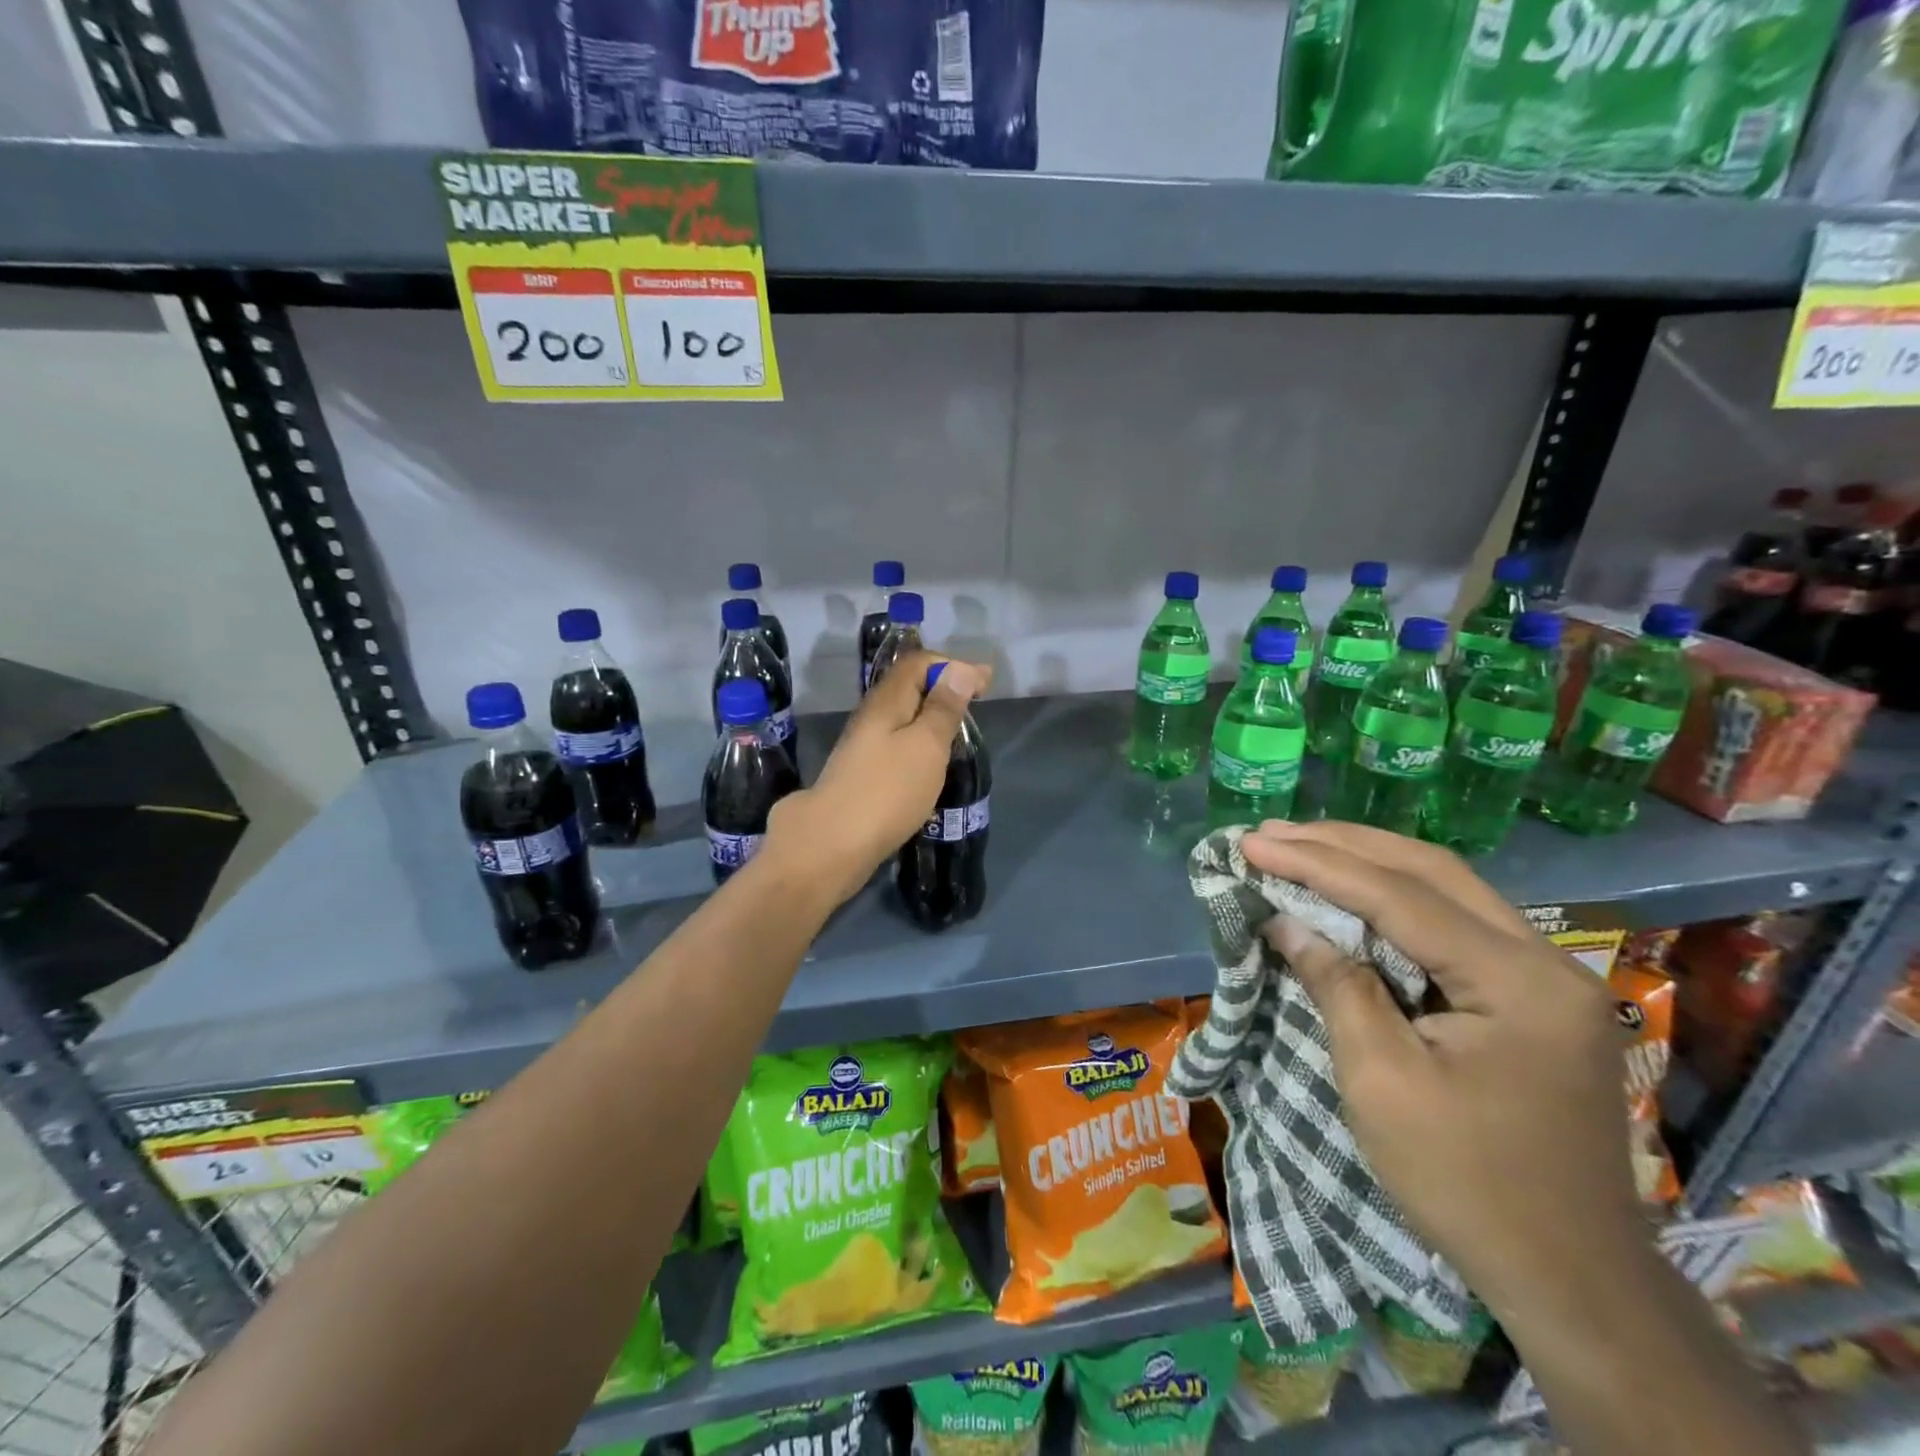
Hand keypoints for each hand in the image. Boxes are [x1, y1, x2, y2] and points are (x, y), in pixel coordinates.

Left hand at [764, 651, 989, 907]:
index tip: (985, 682)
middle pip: (908, 688)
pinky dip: (920, 743)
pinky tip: (932, 763)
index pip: (918, 663)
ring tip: (959, 731)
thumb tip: (959, 669)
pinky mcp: (863, 775)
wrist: (831, 845)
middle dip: (943, 688)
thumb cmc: (886, 791)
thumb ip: (942, 709)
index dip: (952, 665)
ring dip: (932, 717)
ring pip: (903, 718)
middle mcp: (871, 717)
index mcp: (886, 701)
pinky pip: (897, 744)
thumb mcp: (925, 746)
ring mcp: (864, 747)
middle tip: (976, 702)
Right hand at [1240, 820, 1643, 1327]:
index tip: (1252, 843)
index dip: (1318, 865)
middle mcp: (1546, 961)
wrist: (1571, 1278)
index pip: (1402, 897)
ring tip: (1300, 846)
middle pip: (1432, 872)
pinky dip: (1394, 898)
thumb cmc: (1467, 1183)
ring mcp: (1547, 977)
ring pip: (1447, 888)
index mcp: (1520, 983)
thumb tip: (1287, 922)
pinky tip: (1353, 891)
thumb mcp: (1382, 1083)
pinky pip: (1455, 922)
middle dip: (1343, 846)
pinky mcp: (1533, 996)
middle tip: (1271, 833)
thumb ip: (1338, 986)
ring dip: (1369, 862)